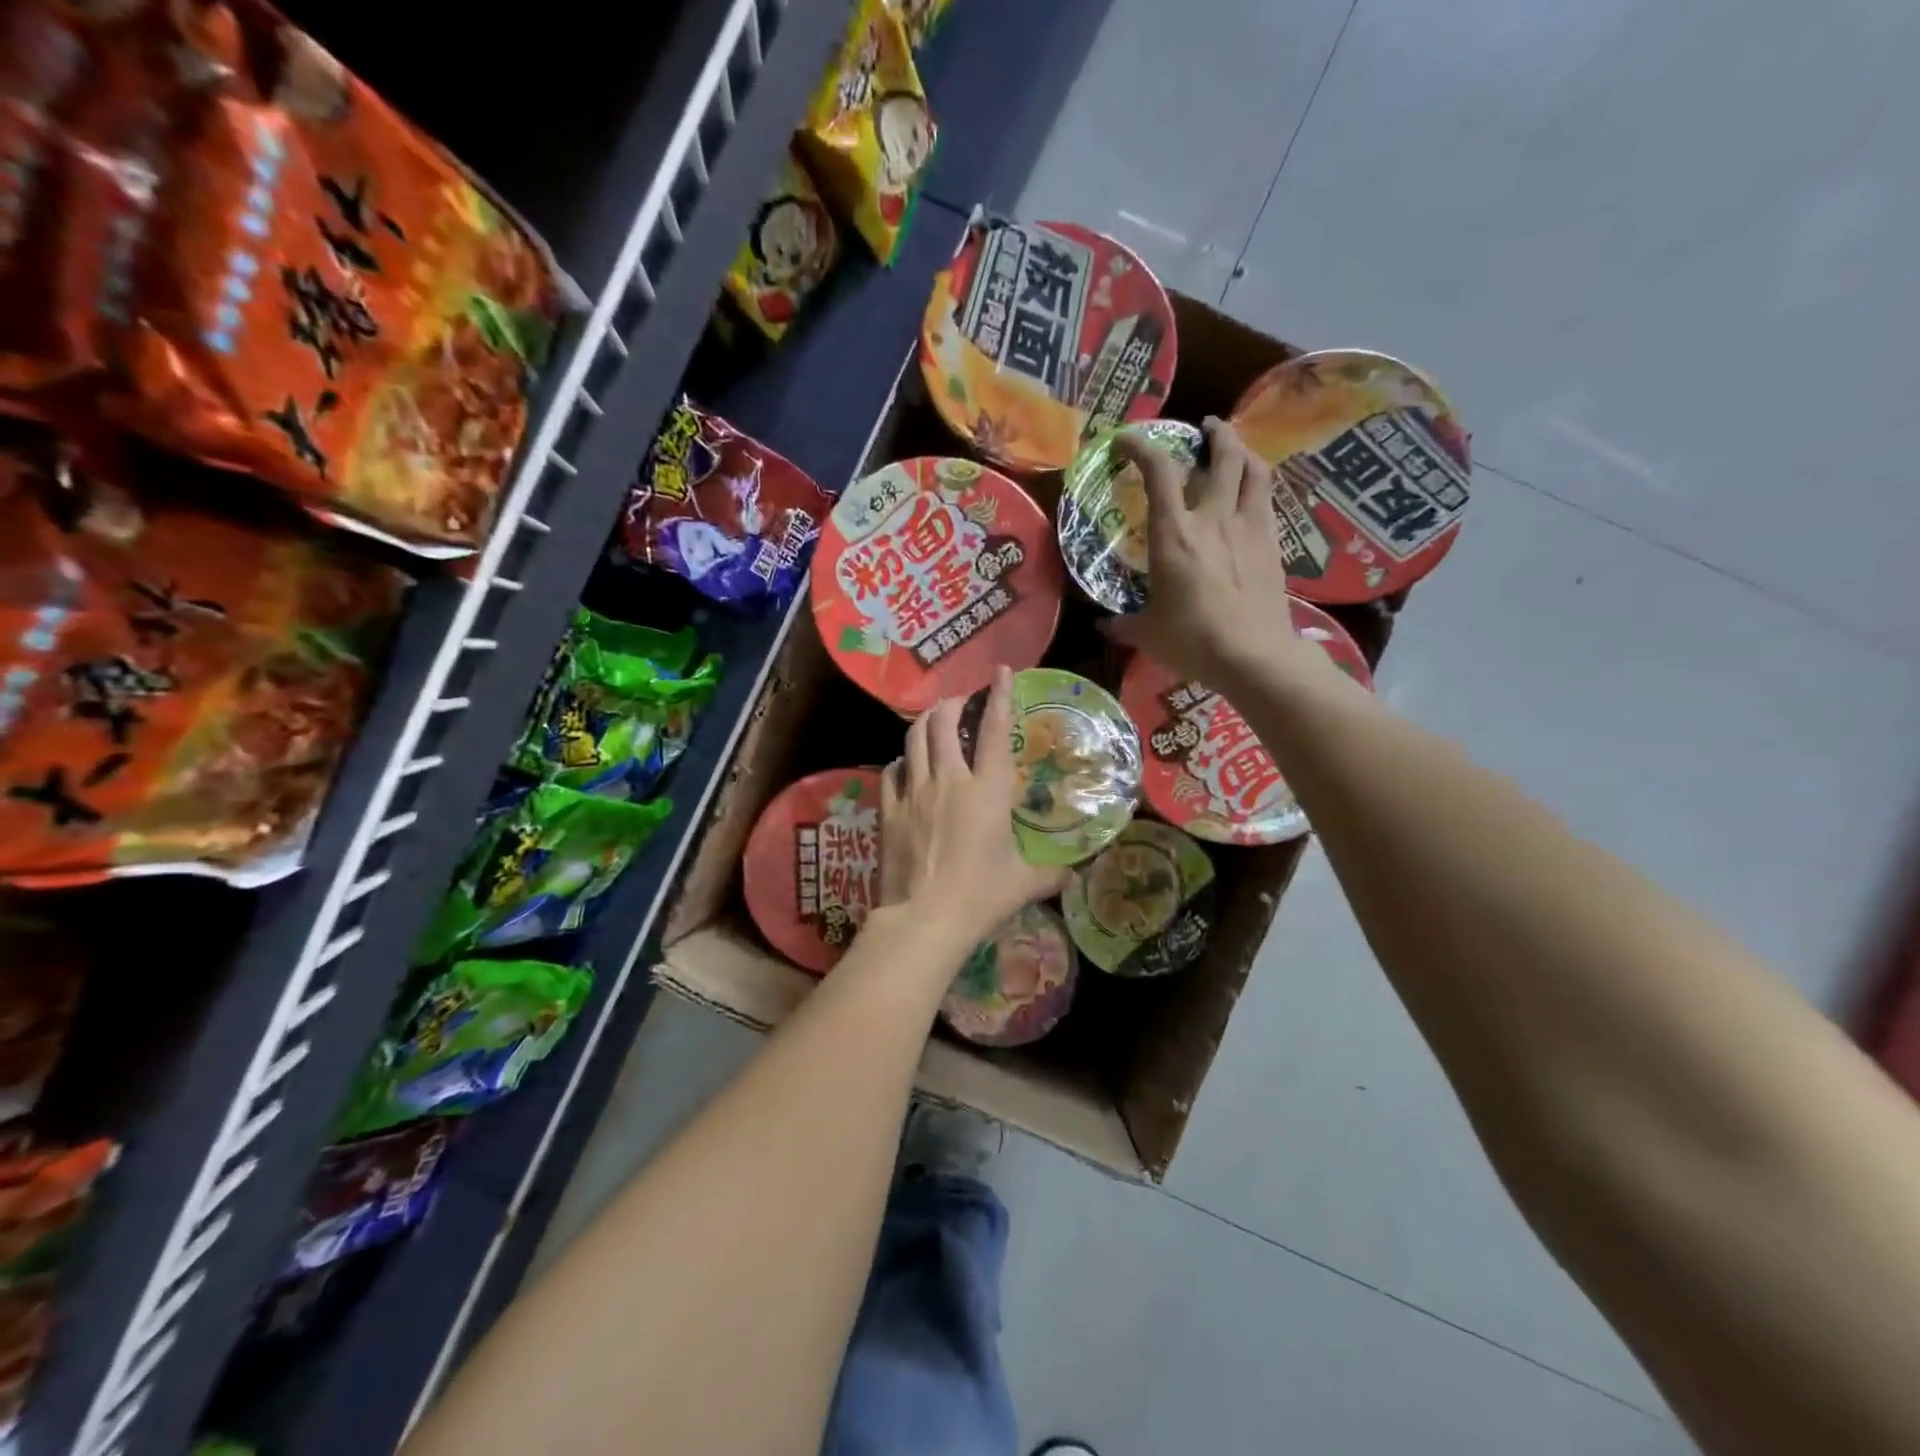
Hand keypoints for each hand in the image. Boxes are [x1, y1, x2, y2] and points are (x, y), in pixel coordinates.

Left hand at [879, 666, 1069, 951]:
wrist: (924, 919)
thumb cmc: (980, 897)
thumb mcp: (1023, 885)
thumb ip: (1051, 874)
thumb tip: (1074, 874)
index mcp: (986, 791)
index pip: (994, 732)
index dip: (999, 696)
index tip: (1001, 672)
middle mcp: (948, 781)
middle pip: (943, 723)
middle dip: (951, 704)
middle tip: (959, 704)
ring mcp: (914, 793)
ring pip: (913, 739)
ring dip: (923, 723)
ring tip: (932, 721)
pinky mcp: (889, 811)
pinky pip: (890, 773)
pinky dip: (900, 762)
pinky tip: (904, 767)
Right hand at [1104, 416, 1311, 687]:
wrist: (1253, 656)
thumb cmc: (1193, 641)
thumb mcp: (1149, 634)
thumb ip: (1125, 625)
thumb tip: (1104, 627)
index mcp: (1174, 534)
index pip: (1159, 471)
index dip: (1141, 446)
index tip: (1127, 440)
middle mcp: (1213, 518)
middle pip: (1222, 454)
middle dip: (1214, 432)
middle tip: (1205, 429)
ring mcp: (1249, 527)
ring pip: (1254, 469)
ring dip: (1244, 451)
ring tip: (1235, 451)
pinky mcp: (1273, 543)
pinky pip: (1268, 498)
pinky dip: (1259, 484)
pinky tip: (1253, 494)